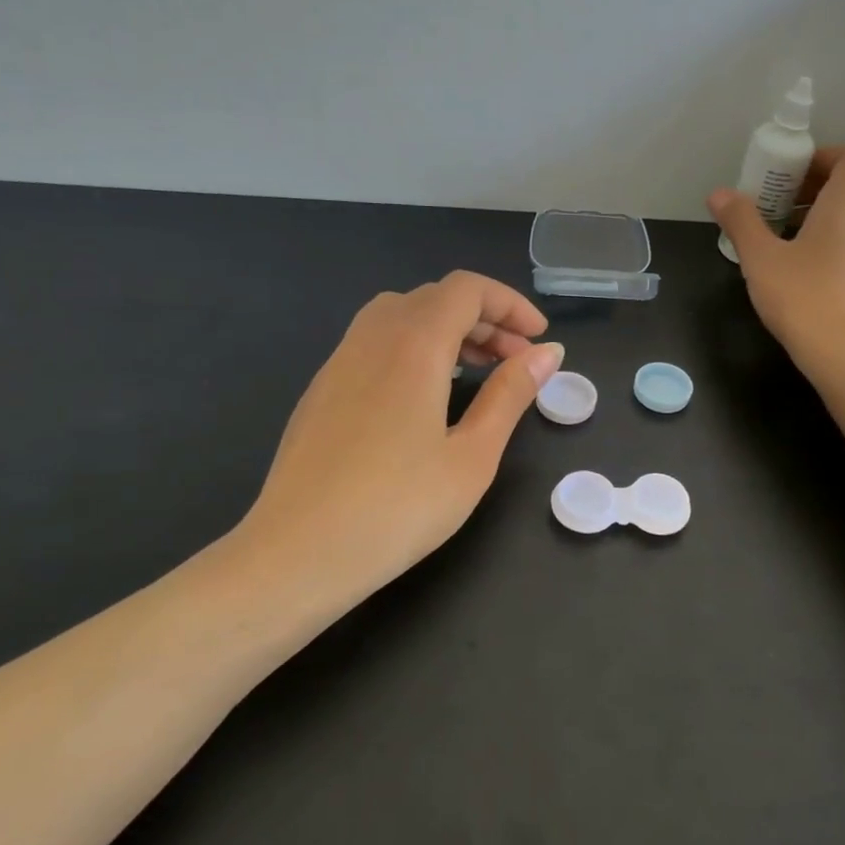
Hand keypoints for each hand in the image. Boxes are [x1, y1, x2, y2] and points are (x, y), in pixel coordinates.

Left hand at [235, 271, 563, 606]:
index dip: (509, 304)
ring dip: (446, 330)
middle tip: (516, 361)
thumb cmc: (398, 509)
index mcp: (413, 345)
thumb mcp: (472, 455)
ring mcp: (338, 362)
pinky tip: (425, 395)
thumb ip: (510, 395)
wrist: (297, 554)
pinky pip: (374, 342)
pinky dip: (412, 347)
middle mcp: (372, 338)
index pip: (466, 289)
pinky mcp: (321, 390)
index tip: (538, 339)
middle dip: (484, 318)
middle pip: (434, 298)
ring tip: (475, 371)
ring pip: (399, 315)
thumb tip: (547, 352)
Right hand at [709, 147, 844, 376]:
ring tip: (789, 234)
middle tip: (781, 202)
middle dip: (819, 185)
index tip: (787, 174)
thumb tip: (719, 194)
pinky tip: (808, 265)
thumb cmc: (804, 297)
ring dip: (828, 213)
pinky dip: (839, 238)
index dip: (820, 157)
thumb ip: (741, 221)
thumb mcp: (761, 258)